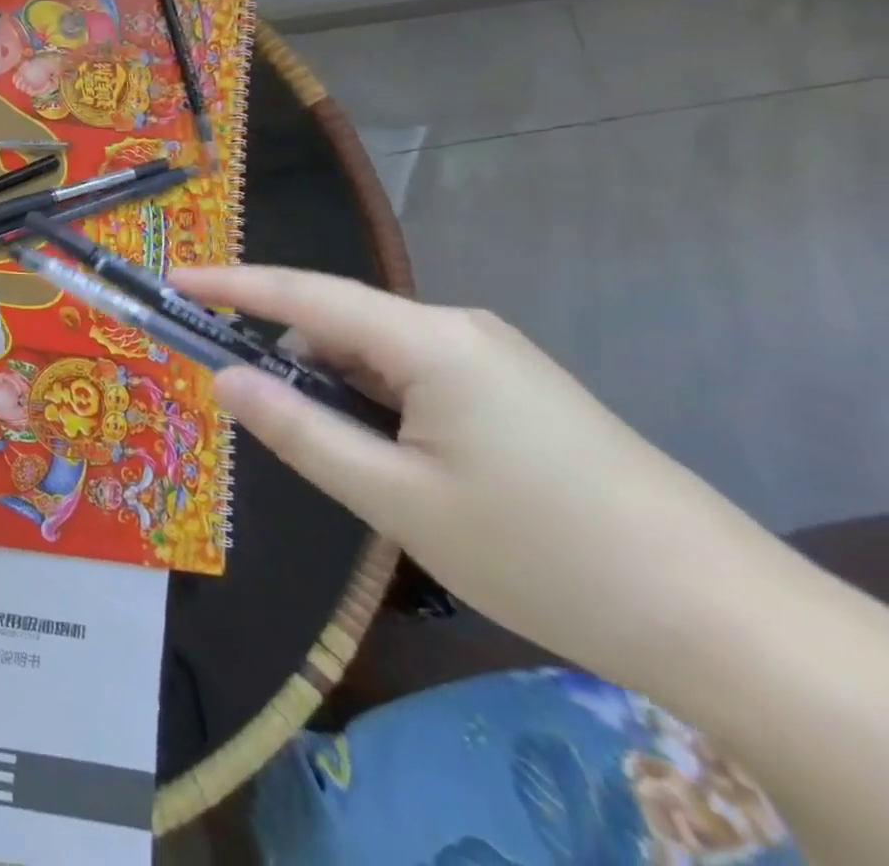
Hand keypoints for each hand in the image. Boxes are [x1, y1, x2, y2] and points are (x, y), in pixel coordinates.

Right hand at [173, 265, 771, 686]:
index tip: (174, 280)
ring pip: (377, 353)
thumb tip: (225, 380)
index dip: (231, 284)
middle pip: (340, 323)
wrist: (727, 622)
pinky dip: (377, 401)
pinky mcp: (514, 388)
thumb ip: (300, 431)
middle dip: (289, 359)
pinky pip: (415, 374)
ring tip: (348, 465)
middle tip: (263, 422)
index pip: (304, 294)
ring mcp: (492, 356)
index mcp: (429, 341)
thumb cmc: (542, 554)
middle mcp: (458, 328)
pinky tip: (395, 462)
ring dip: (338, 390)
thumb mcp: (397, 500)